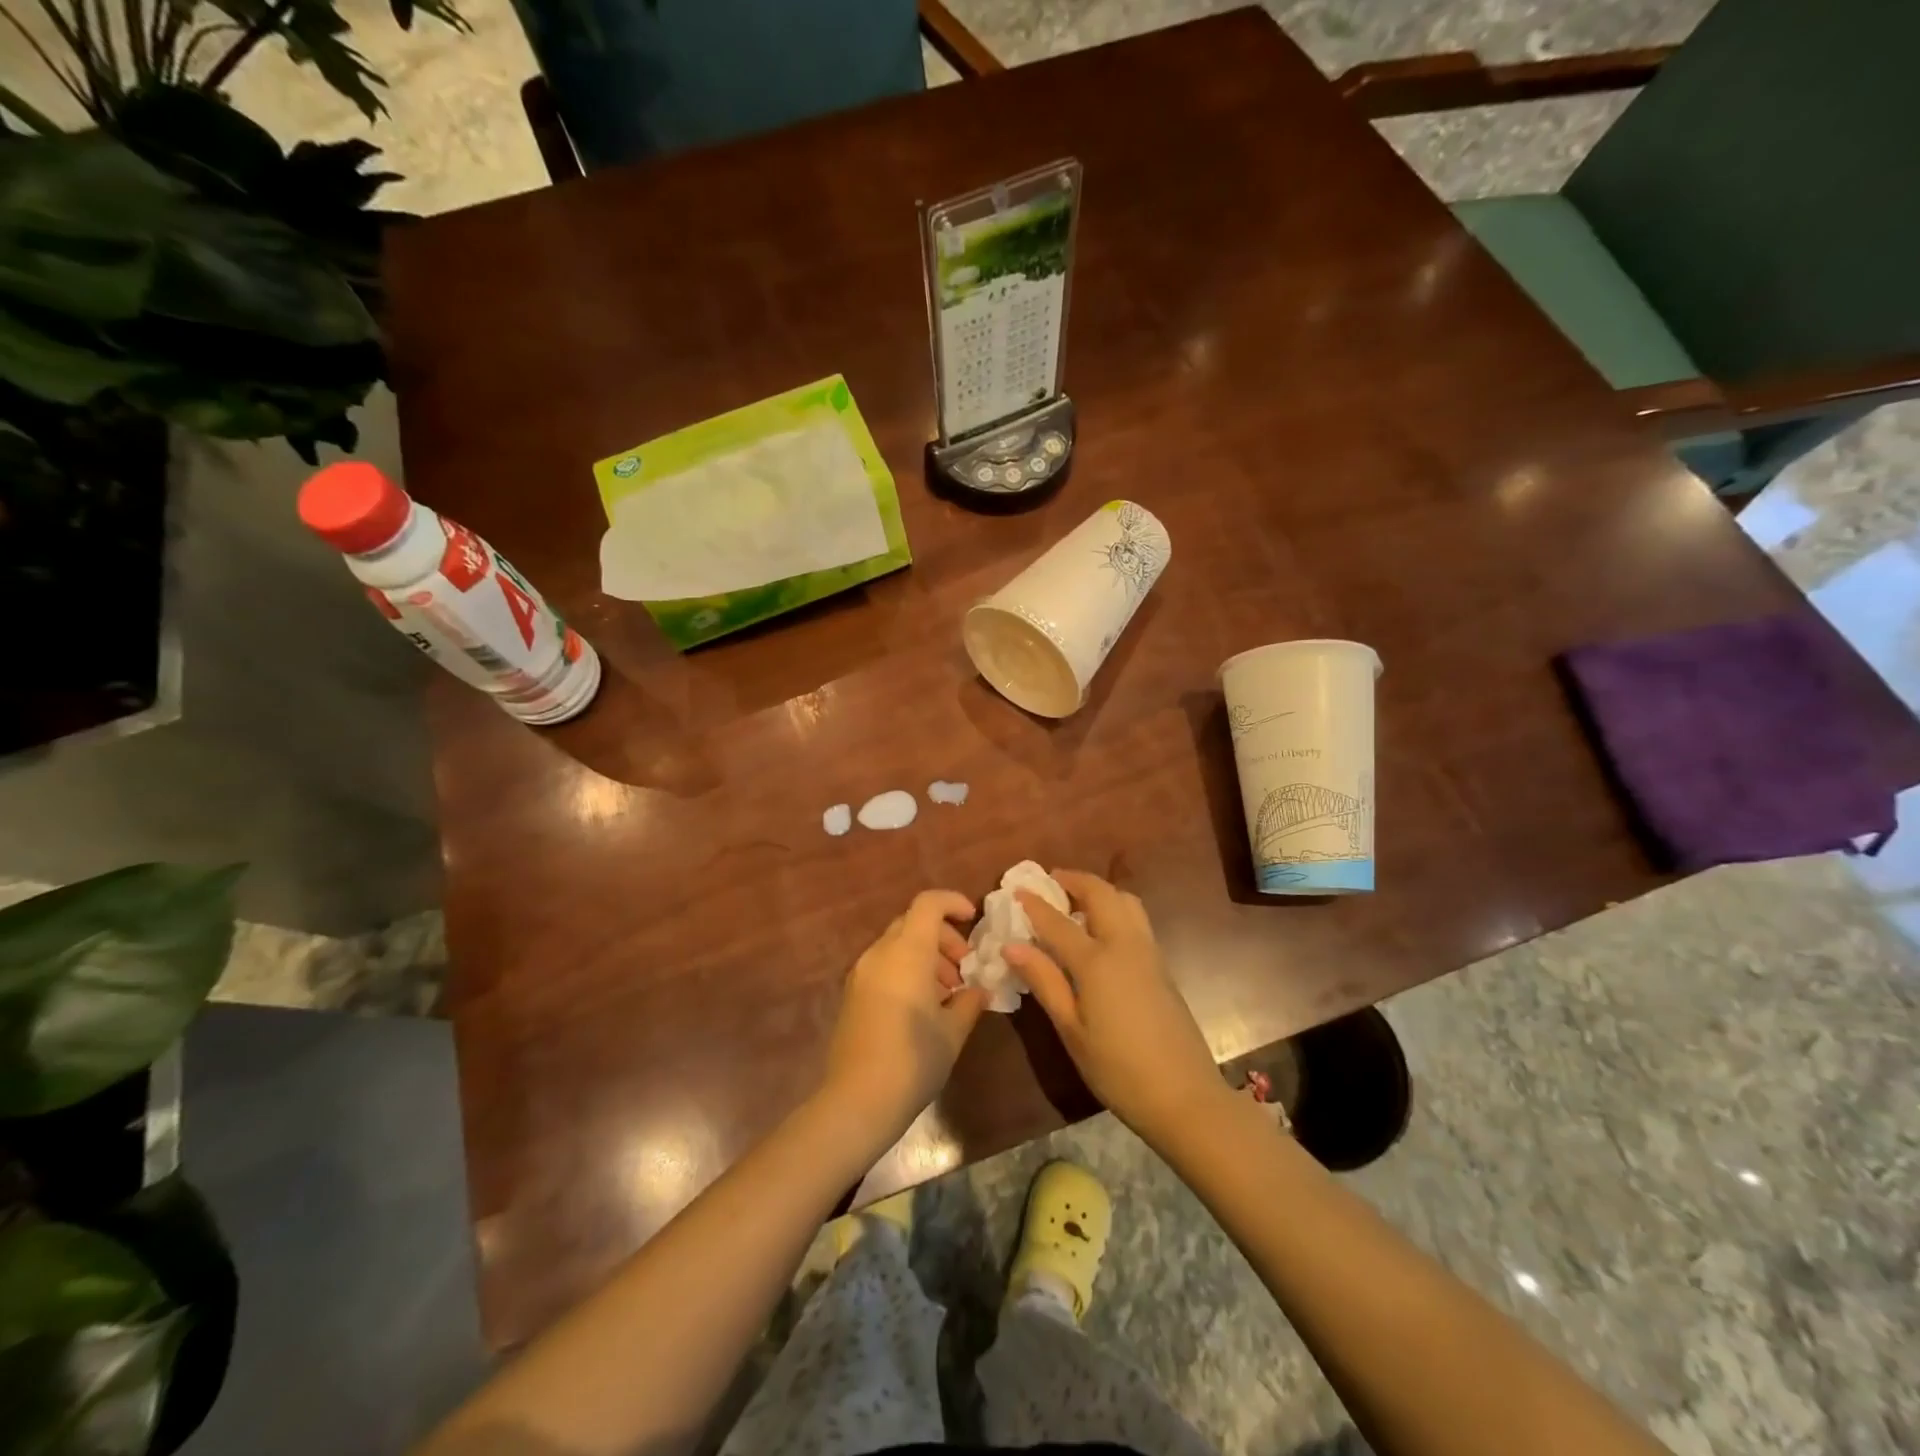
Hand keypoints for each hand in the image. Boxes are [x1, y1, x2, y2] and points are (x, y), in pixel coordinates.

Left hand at [823, 890, 987, 1137]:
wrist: (857, 1101)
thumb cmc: (913, 1060)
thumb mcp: (952, 1032)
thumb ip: (969, 1002)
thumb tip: (979, 990)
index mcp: (907, 952)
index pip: (928, 903)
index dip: (953, 902)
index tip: (973, 919)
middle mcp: (880, 954)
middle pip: (913, 923)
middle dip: (943, 936)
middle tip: (964, 967)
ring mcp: (861, 974)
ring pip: (898, 945)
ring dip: (926, 955)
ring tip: (948, 992)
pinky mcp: (852, 995)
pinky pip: (885, 966)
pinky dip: (907, 970)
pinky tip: (923, 1006)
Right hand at [1006, 870, 1228, 1146]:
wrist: (1184, 1096)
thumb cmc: (1118, 1069)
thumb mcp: (1072, 1030)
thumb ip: (1044, 981)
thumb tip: (1012, 946)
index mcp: (1097, 961)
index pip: (1058, 921)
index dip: (1034, 904)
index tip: (1016, 890)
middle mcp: (1125, 945)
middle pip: (1101, 894)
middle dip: (1074, 880)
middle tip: (1051, 881)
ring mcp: (1149, 953)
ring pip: (1125, 901)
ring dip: (1099, 890)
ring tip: (1077, 902)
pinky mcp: (1162, 966)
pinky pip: (1136, 919)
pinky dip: (1115, 908)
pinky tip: (1101, 930)